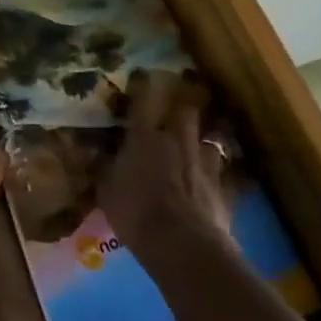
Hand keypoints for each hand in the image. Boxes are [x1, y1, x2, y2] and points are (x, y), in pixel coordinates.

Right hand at [99, 69, 232, 254]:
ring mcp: (204, 162)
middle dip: (183, 108)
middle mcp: (177, 140)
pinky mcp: (223, 187)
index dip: (143, 84)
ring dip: (202, 142)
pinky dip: (216, 176)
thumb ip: (104, 168)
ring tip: (198, 148)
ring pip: (209, 139)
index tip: (143, 74)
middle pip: (186, 110)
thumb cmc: (137, 213)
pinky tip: (214, 183)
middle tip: (178, 111)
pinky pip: (222, 174)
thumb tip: (97, 152)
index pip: (143, 100)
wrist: (183, 245)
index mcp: (145, 136)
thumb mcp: (107, 191)